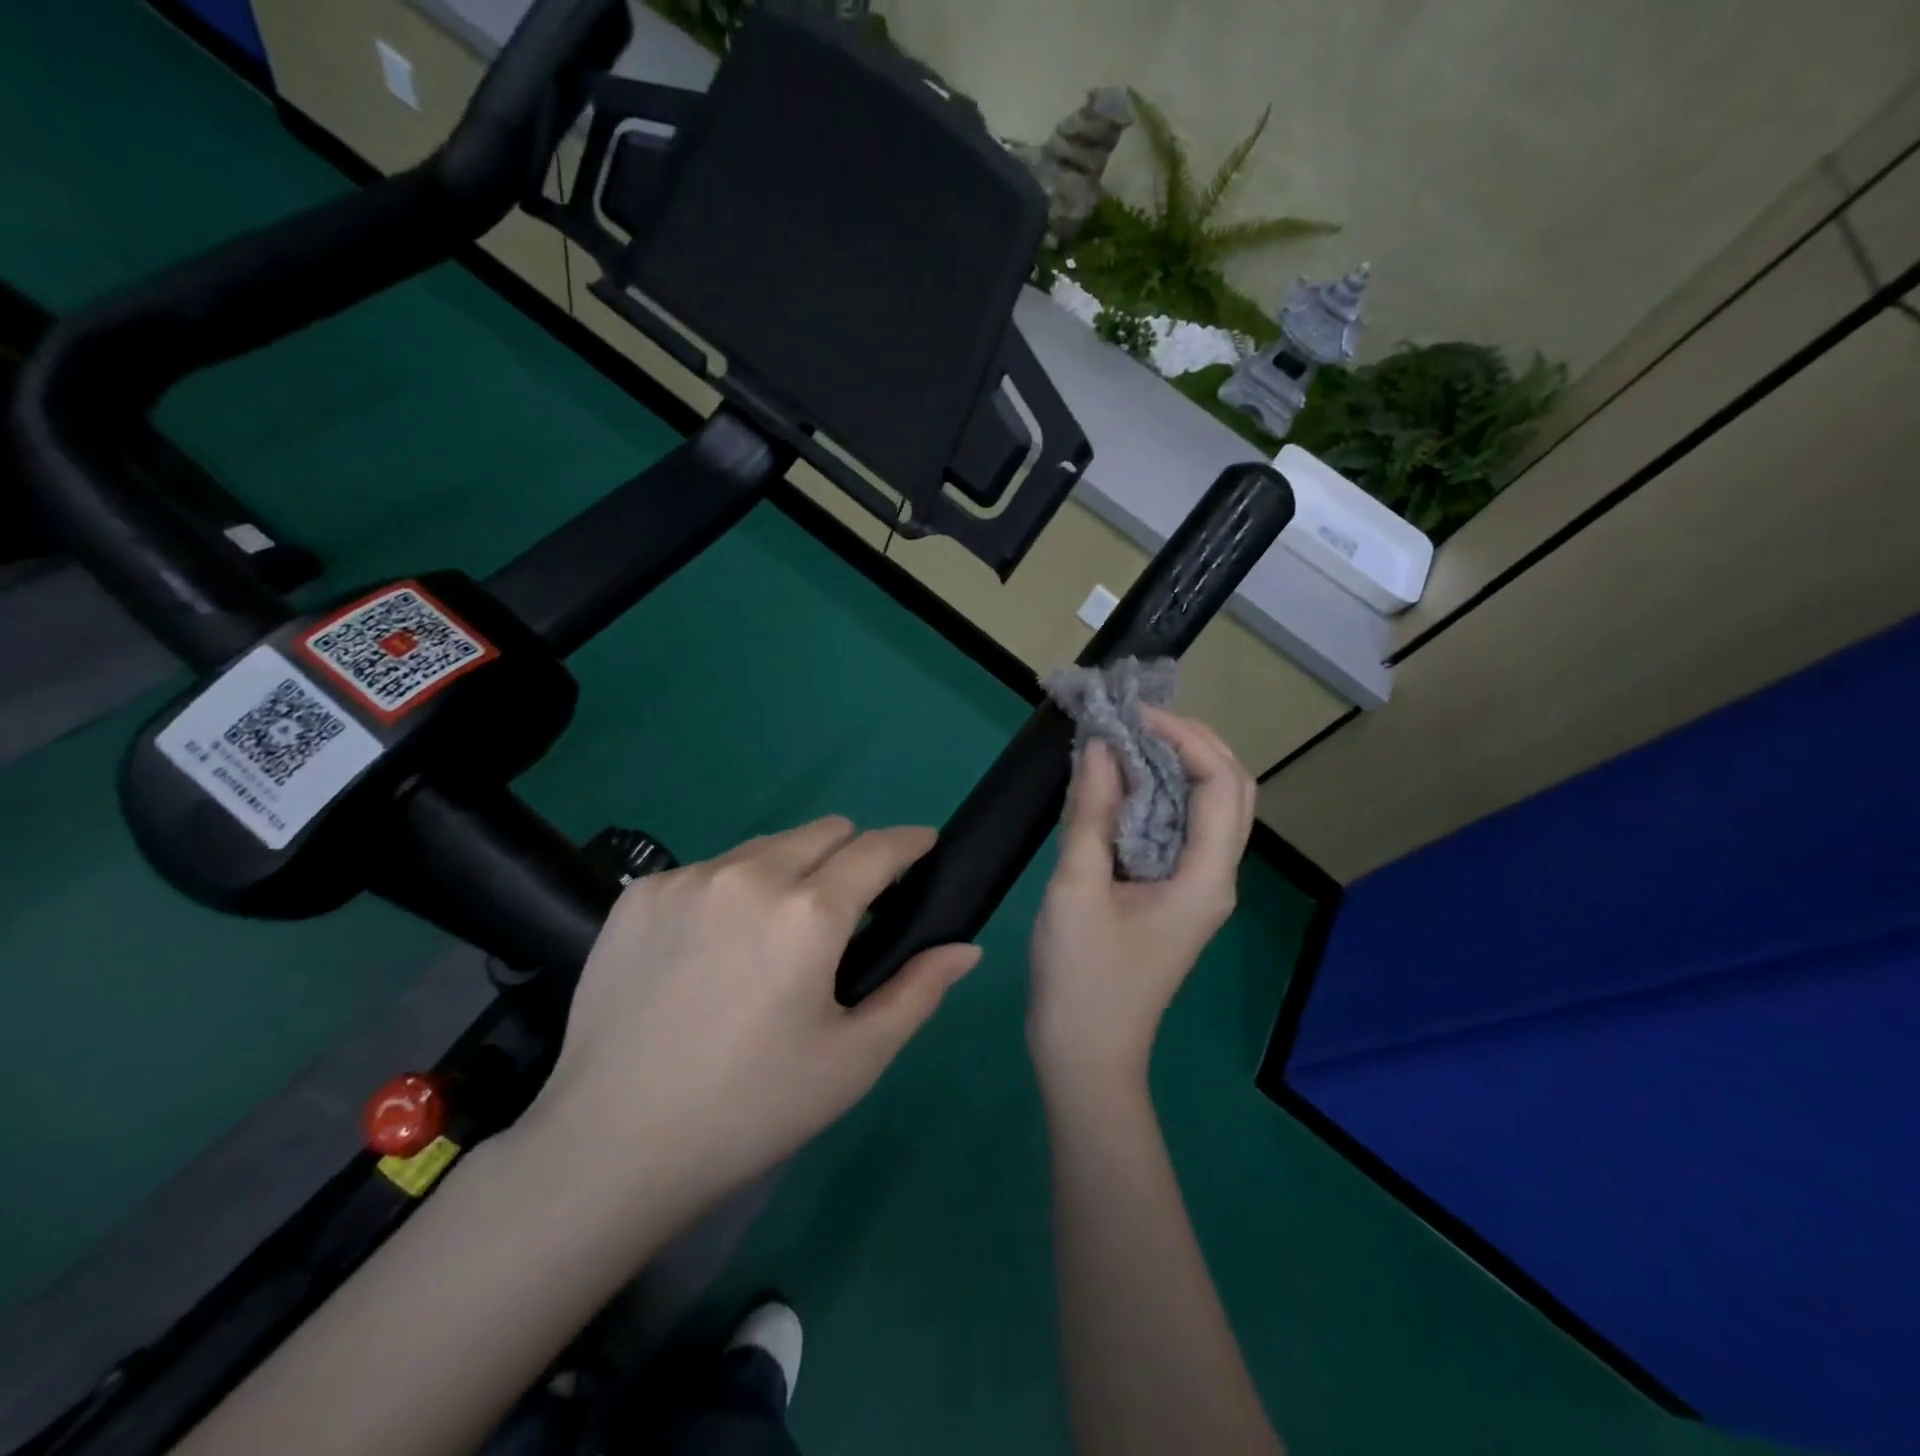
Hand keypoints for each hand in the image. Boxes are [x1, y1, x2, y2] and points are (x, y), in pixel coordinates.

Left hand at [522, 818, 979, 1222]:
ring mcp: (688, 878)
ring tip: (776, 935)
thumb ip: (918, 991)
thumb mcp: (853, 1060)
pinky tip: (713, 950)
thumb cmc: (751, 1108)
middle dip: (852, 857)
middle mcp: (749, 874)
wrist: (611, 1145)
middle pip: (826, 831)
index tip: (924, 849)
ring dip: (791, 871)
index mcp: (808, 912)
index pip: (879, 847)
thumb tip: (965, 947)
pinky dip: (733, 891)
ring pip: (767, 845)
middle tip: (848, 914)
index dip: (911, 843)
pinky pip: (710, 869)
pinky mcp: (640, 893)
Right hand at [1028, 709, 1256, 1096]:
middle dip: (1191, 743)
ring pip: (1208, 808)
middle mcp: (1215, 877)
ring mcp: (1197, 888)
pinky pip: (1179, 829)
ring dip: (1176, 766)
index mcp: (1206, 878)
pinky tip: (1120, 784)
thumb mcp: (1077, 889)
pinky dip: (1158, 795)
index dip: (1184, 736)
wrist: (1085, 1054)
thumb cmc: (1082, 978)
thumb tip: (1102, 747)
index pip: (1220, 783)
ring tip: (1128, 739)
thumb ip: (1092, 814)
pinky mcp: (1173, 895)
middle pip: (1230, 790)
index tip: (1134, 715)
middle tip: (1137, 720)